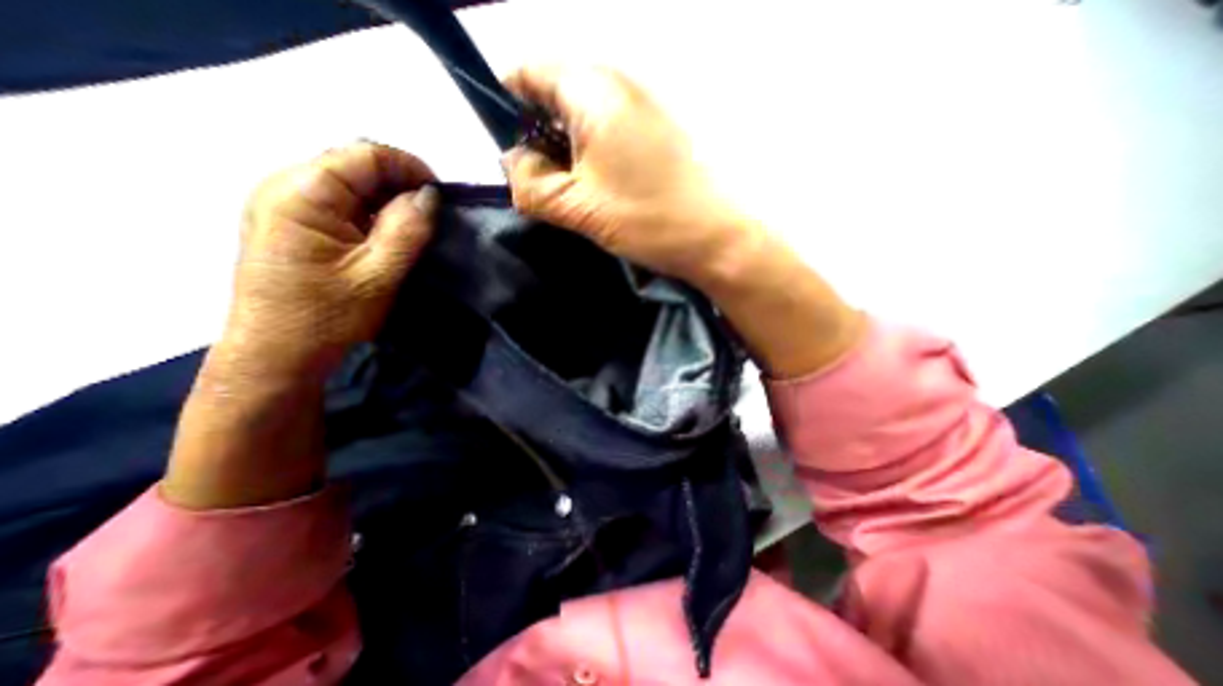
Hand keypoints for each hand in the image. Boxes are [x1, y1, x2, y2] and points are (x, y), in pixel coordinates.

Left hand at [224, 139, 437, 381]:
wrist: (278, 358)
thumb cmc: (327, 318)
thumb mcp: (379, 274)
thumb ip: (407, 229)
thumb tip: (430, 196)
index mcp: (300, 193)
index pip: (363, 154)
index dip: (409, 167)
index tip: (442, 195)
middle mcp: (282, 187)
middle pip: (353, 165)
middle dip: (398, 184)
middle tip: (432, 215)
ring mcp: (281, 206)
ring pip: (347, 185)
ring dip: (385, 200)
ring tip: (414, 227)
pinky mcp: (288, 225)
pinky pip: (337, 205)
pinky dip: (369, 214)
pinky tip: (387, 236)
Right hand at [500, 64, 749, 286]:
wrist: (716, 237)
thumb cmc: (648, 219)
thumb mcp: (578, 207)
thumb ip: (531, 184)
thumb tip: (512, 162)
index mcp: (593, 90)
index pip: (529, 71)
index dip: (508, 106)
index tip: (510, 151)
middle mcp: (618, 84)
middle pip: (557, 93)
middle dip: (538, 134)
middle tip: (542, 182)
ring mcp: (643, 105)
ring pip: (583, 114)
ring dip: (567, 148)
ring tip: (571, 191)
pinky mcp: (657, 129)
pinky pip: (609, 128)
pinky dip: (593, 152)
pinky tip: (598, 186)